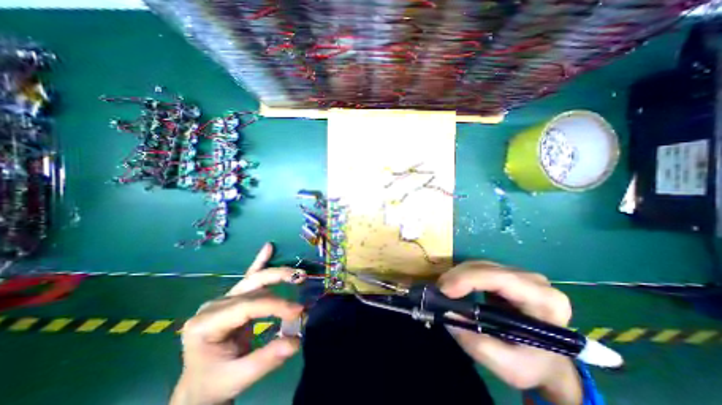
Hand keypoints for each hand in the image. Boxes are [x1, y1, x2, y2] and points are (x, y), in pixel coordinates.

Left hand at [171, 244, 307, 404]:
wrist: (201, 385)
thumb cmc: (215, 382)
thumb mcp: (238, 377)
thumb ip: (267, 359)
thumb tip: (297, 340)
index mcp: (206, 324)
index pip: (248, 306)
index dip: (276, 305)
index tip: (298, 310)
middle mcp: (214, 305)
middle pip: (251, 285)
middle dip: (279, 279)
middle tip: (302, 279)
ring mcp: (223, 299)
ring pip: (254, 279)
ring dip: (278, 274)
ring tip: (297, 273)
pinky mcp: (233, 298)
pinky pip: (249, 276)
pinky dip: (260, 261)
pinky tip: (268, 247)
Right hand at [440, 261, 579, 402]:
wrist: (549, 361)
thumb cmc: (534, 365)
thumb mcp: (509, 367)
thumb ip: (477, 343)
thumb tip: (447, 313)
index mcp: (544, 301)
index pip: (501, 279)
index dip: (469, 279)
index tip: (444, 290)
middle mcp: (534, 280)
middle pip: (487, 268)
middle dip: (458, 277)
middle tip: (438, 291)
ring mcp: (520, 274)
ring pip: (480, 265)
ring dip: (458, 275)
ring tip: (444, 291)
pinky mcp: (507, 274)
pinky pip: (479, 268)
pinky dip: (463, 276)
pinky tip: (455, 288)